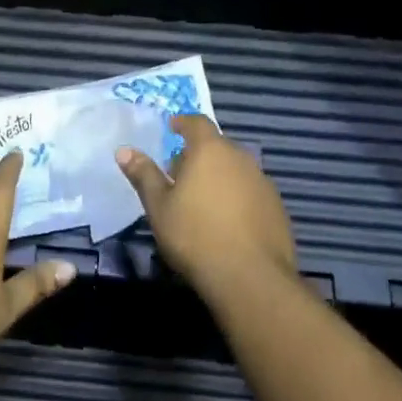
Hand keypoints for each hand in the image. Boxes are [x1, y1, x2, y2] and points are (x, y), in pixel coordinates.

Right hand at [116, 115, 297, 297]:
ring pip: (235, 169)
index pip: (197, 122)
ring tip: (201, 199)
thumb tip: (124, 150)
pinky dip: (236, 197)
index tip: (171, 128)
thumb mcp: (159, 206)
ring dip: (219, 176)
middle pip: (217, 146)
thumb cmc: (194, 235)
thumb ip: (144, 175)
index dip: (182, 123)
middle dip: (198, 154)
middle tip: (179, 172)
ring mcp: (263, 182)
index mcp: (210, 150)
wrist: (251, 278)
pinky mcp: (277, 208)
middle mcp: (240, 158)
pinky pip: (250, 191)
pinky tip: (226, 221)